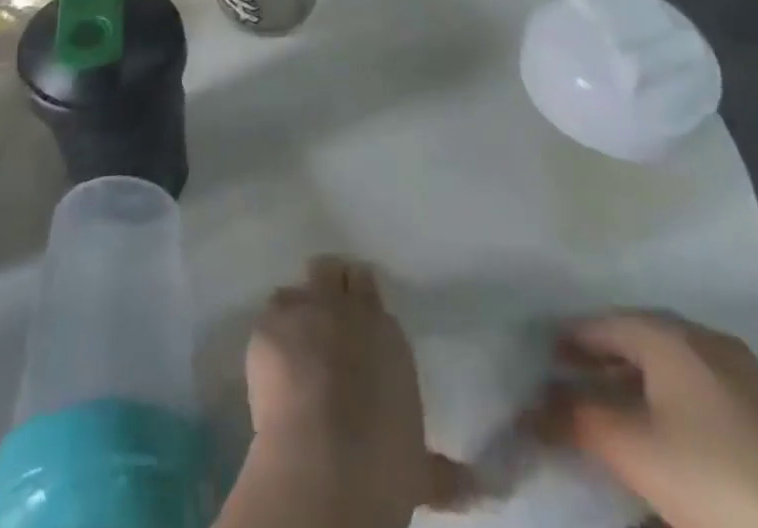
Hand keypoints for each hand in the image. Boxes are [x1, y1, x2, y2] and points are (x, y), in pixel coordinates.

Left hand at [231, 256, 467, 527]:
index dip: (358, 296)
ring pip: (295, 291)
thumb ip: (449, 467)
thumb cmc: (383, 463)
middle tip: (322, 318)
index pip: (366, 283)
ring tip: (294, 343)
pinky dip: (271, 337)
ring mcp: (303, 309)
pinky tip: (272, 364)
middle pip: (330, 271)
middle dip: (326, 287)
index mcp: (384, 328)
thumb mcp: (421, 464)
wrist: (326, 463)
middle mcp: (345, 306)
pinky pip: (268, 319)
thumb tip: (489, 486)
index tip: (356, 316)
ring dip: (296, 312)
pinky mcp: (268, 326)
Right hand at [533, 313, 757, 527]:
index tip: (545, 355)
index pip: (604, 323)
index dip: (571, 338)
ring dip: (646, 380)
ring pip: (681, 366)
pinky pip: (712, 393)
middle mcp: (708, 341)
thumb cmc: (715, 481)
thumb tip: (531, 407)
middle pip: (643, 338)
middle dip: (607, 356)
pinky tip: (681, 434)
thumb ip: (576, 422)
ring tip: (623, 407)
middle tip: (577, 376)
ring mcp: (752, 377)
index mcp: (670, 336)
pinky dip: (682, 402)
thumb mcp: (634, 453)